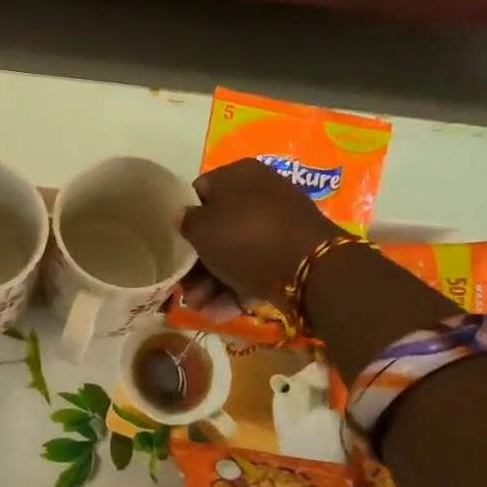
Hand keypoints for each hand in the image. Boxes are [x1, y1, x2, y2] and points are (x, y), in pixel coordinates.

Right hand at [180, 158, 334, 304]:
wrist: (309, 269)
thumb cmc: (245, 238)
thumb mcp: (201, 229)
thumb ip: (185, 221)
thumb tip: (183, 216)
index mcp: (237, 174)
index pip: (199, 193)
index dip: (184, 222)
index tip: (176, 249)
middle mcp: (260, 192)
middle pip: (218, 228)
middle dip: (199, 264)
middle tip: (188, 290)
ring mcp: (279, 222)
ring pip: (236, 252)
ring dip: (214, 282)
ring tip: (203, 308)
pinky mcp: (293, 251)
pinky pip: (258, 266)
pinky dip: (240, 288)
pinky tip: (224, 312)